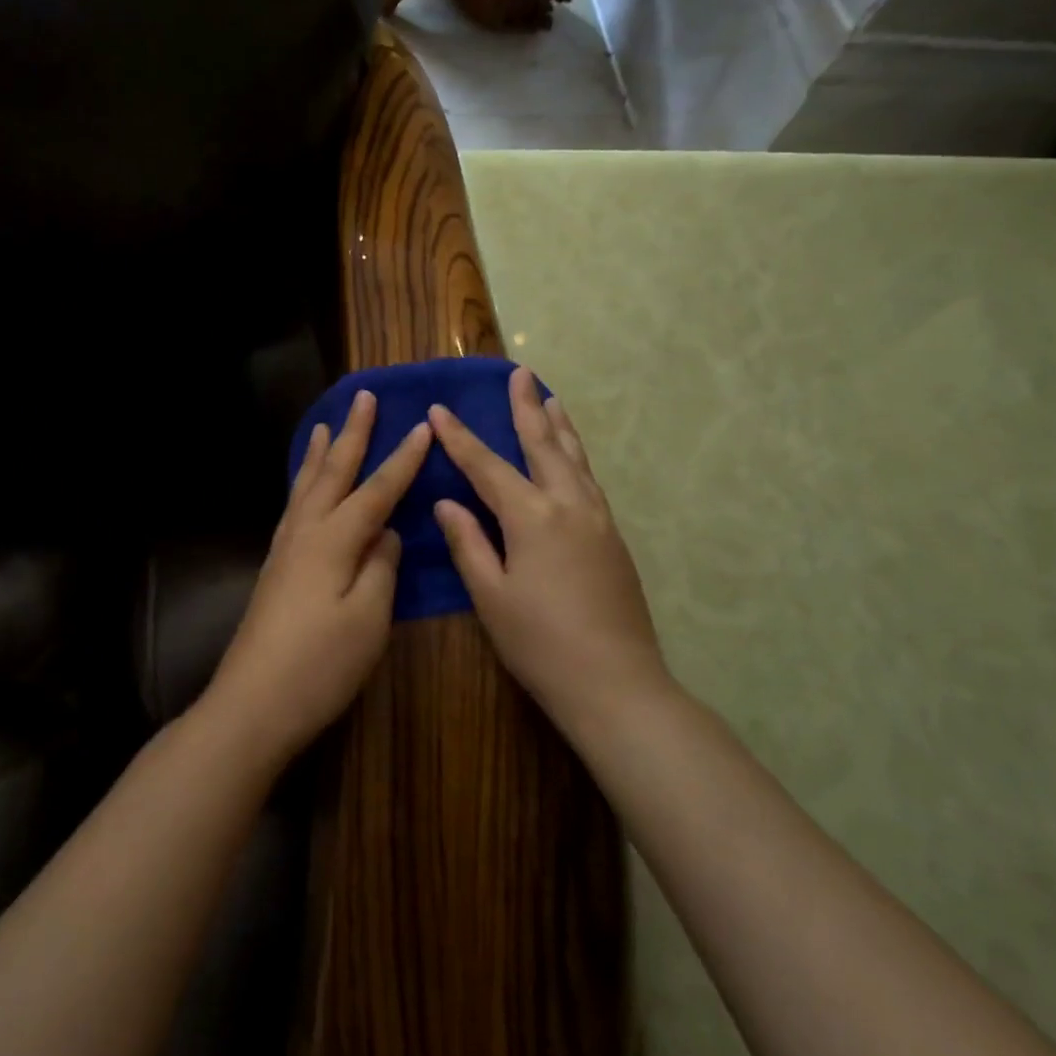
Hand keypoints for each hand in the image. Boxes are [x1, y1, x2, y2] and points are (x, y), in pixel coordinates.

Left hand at [203, 389, 431, 763]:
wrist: (253, 703)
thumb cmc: (319, 664)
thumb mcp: (367, 619)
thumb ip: (381, 568)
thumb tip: (386, 534)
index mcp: (333, 540)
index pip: (376, 490)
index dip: (402, 459)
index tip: (423, 427)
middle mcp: (304, 533)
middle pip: (333, 474)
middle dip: (352, 435)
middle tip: (363, 397)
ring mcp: (284, 551)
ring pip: (306, 488)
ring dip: (320, 455)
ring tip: (326, 427)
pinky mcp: (274, 570)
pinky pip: (293, 509)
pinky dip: (304, 485)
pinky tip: (305, 491)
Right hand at [428, 367, 670, 733]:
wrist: (616, 683)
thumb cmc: (541, 643)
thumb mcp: (491, 596)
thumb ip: (469, 543)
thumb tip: (448, 502)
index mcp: (533, 517)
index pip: (487, 466)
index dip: (460, 438)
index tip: (438, 409)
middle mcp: (569, 505)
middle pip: (543, 445)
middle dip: (526, 408)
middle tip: (519, 373)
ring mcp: (598, 519)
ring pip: (575, 458)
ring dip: (559, 425)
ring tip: (550, 397)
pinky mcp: (614, 538)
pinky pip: (589, 480)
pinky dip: (576, 456)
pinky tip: (571, 458)